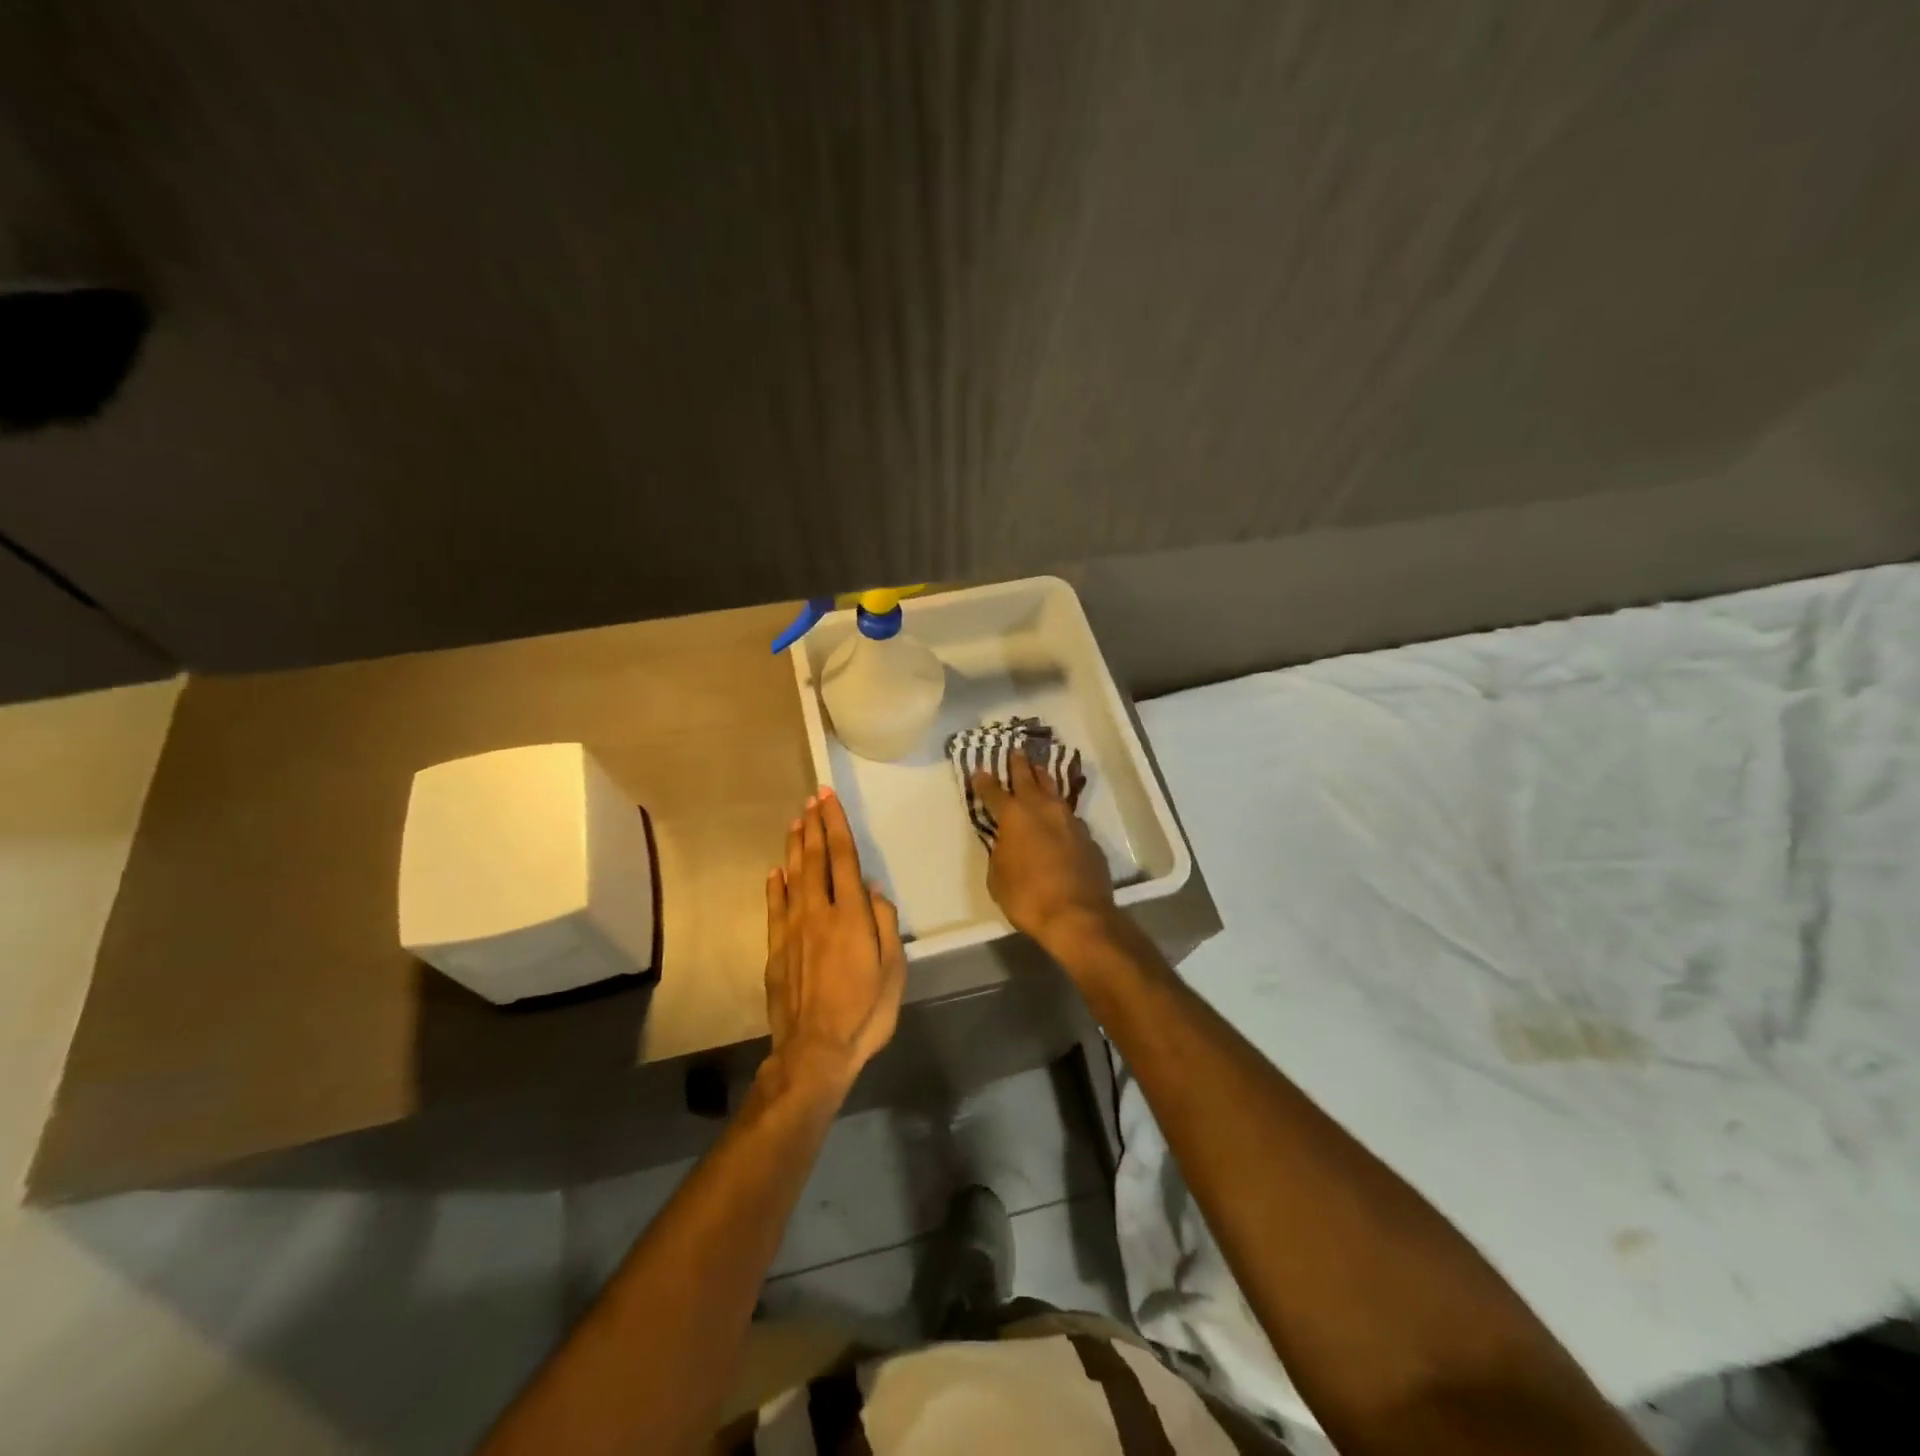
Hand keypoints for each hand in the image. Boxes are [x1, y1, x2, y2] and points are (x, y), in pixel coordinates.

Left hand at [763, 788, 906, 1095]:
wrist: (815, 1051)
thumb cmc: (865, 1011)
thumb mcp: (893, 970)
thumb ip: (884, 923)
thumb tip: (872, 888)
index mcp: (850, 916)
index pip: (842, 857)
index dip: (836, 825)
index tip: (828, 798)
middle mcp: (818, 913)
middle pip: (815, 860)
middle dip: (814, 826)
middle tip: (811, 799)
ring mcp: (792, 930)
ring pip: (792, 877)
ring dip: (795, 848)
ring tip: (796, 822)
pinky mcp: (775, 950)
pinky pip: (774, 908)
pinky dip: (775, 886)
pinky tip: (775, 871)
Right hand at [971, 753, 1116, 948]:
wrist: (1077, 915)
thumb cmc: (1027, 897)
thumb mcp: (998, 877)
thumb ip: (1000, 852)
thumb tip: (1007, 843)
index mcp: (1014, 817)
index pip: (993, 792)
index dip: (984, 781)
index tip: (979, 770)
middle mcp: (1042, 809)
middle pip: (1029, 778)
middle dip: (1019, 764)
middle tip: (1016, 751)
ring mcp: (1069, 820)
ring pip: (1054, 791)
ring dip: (1044, 779)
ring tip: (1039, 770)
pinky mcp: (1088, 837)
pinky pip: (1070, 816)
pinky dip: (1061, 812)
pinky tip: (1060, 816)